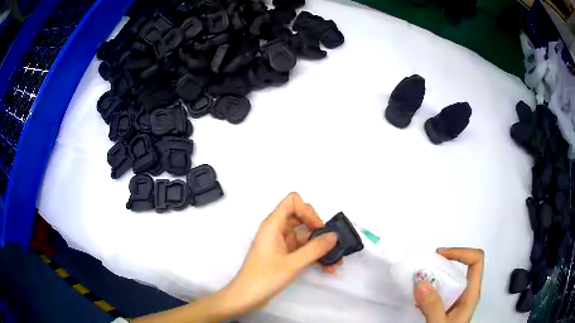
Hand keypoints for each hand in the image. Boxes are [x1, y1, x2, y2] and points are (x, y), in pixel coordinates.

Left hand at [220, 192, 338, 316]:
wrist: (246, 297)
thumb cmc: (265, 277)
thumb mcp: (293, 263)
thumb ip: (315, 248)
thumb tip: (334, 236)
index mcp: (273, 224)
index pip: (292, 201)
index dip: (307, 211)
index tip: (318, 228)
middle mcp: (276, 230)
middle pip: (300, 217)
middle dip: (318, 229)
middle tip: (331, 243)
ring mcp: (279, 243)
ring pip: (303, 236)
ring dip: (319, 246)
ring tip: (336, 260)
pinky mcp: (282, 256)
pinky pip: (301, 250)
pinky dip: (313, 256)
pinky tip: (328, 267)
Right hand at [414, 248, 483, 322]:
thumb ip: (432, 306)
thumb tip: (420, 281)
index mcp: (471, 293)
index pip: (476, 260)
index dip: (461, 252)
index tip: (439, 255)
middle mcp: (467, 293)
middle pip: (462, 266)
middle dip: (444, 263)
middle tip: (424, 266)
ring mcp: (457, 300)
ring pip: (451, 279)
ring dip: (435, 276)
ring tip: (418, 280)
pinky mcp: (447, 306)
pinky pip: (441, 291)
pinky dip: (430, 289)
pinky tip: (418, 298)